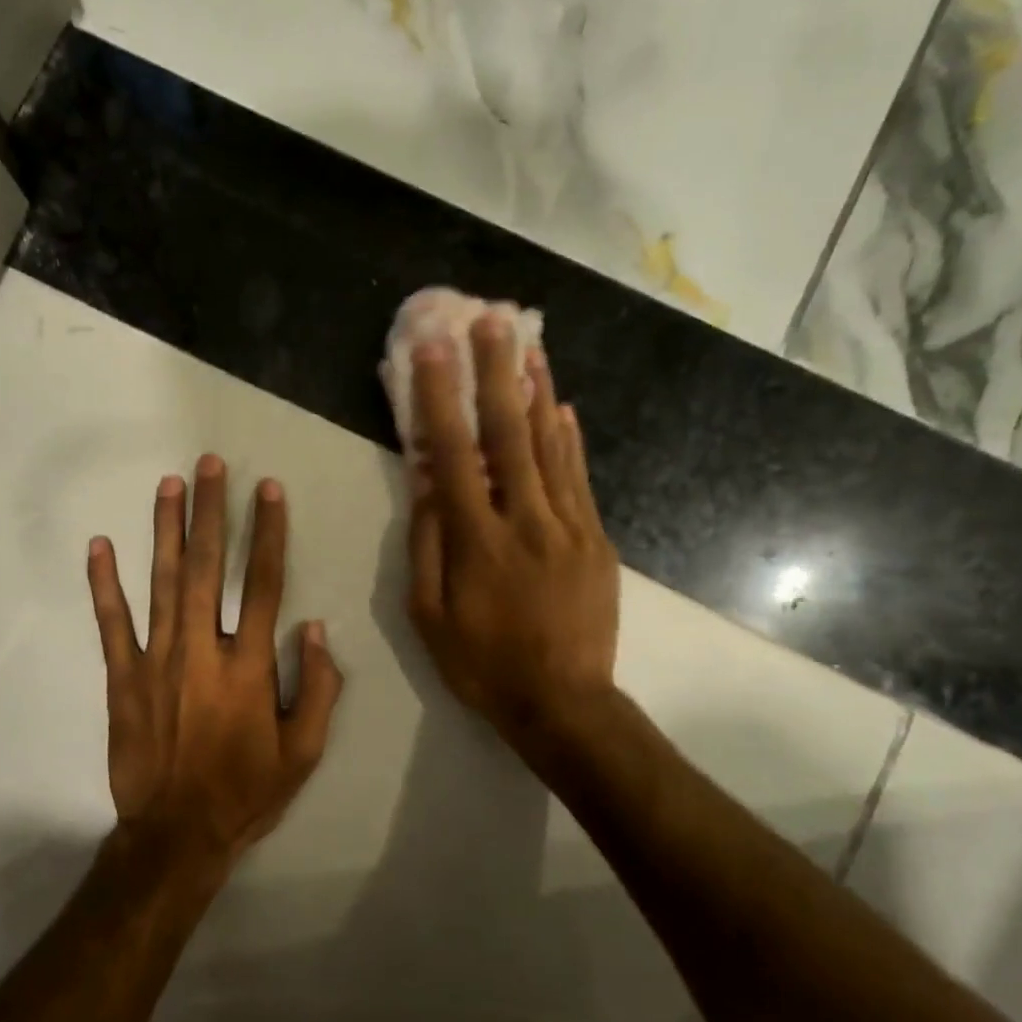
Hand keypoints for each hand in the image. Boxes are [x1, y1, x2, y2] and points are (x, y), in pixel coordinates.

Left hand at [87, 456, 343, 874]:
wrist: (175, 835)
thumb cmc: (245, 793)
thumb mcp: (304, 753)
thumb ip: (318, 688)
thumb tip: (316, 628)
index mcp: (249, 667)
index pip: (261, 584)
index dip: (267, 533)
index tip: (268, 490)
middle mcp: (201, 651)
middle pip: (206, 567)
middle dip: (211, 511)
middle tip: (210, 464)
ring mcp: (155, 661)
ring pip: (160, 582)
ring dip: (165, 529)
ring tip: (169, 484)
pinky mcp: (120, 678)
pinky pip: (111, 623)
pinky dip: (104, 583)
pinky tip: (99, 545)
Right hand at [406, 311, 622, 767]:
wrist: (563, 702)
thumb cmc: (482, 664)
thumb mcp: (430, 615)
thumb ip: (428, 544)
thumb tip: (424, 483)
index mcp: (477, 542)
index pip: (453, 455)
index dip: (440, 398)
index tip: (433, 350)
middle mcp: (525, 521)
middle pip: (508, 434)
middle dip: (496, 371)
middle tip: (491, 319)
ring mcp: (569, 526)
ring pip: (550, 446)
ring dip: (537, 391)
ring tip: (530, 343)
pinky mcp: (596, 538)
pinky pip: (579, 477)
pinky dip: (568, 438)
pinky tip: (560, 405)